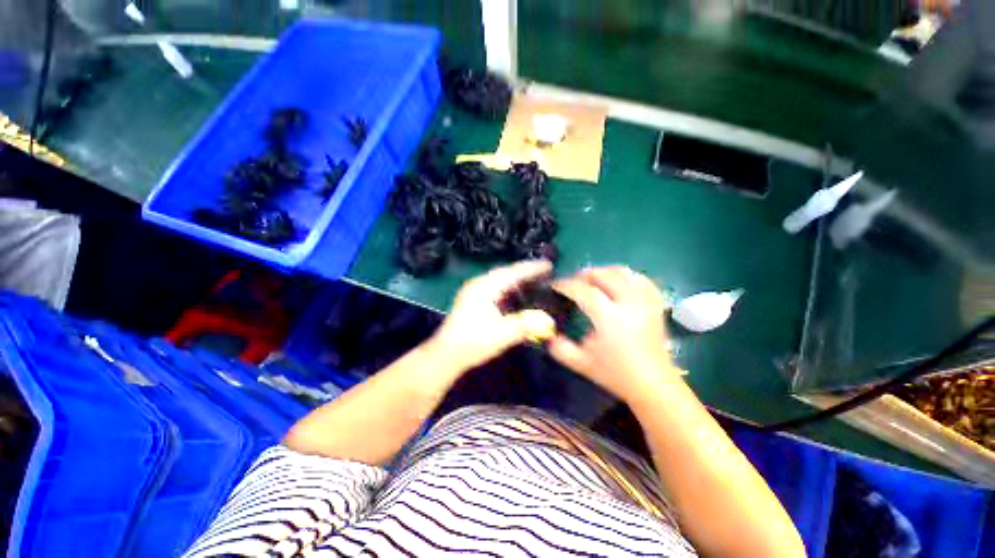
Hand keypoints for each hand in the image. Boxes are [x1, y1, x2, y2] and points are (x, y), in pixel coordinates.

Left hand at [428, 260, 555, 371]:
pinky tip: (518, 294)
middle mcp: (479, 284)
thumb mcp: (501, 334)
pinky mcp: (474, 300)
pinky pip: (496, 288)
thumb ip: (525, 324)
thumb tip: (547, 320)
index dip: (531, 268)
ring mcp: (474, 291)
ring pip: (501, 280)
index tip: (549, 265)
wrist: (446, 355)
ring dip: (518, 280)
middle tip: (546, 272)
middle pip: (506, 273)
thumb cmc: (472, 343)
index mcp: (484, 287)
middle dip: (526, 272)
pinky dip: (510, 289)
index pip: (512, 272)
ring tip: (536, 280)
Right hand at [549, 266, 679, 401]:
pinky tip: (617, 283)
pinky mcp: (656, 304)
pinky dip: (625, 276)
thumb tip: (547, 332)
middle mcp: (630, 304)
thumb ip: (560, 348)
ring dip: (604, 272)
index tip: (555, 286)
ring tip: (592, 281)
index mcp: (610, 318)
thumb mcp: (581, 363)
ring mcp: (646, 302)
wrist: (654, 385)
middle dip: (584, 275)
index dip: (567, 285)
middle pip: (605, 275)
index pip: (584, 291)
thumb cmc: (616, 374)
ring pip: (623, 272)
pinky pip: (640, 279)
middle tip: (572, 282)